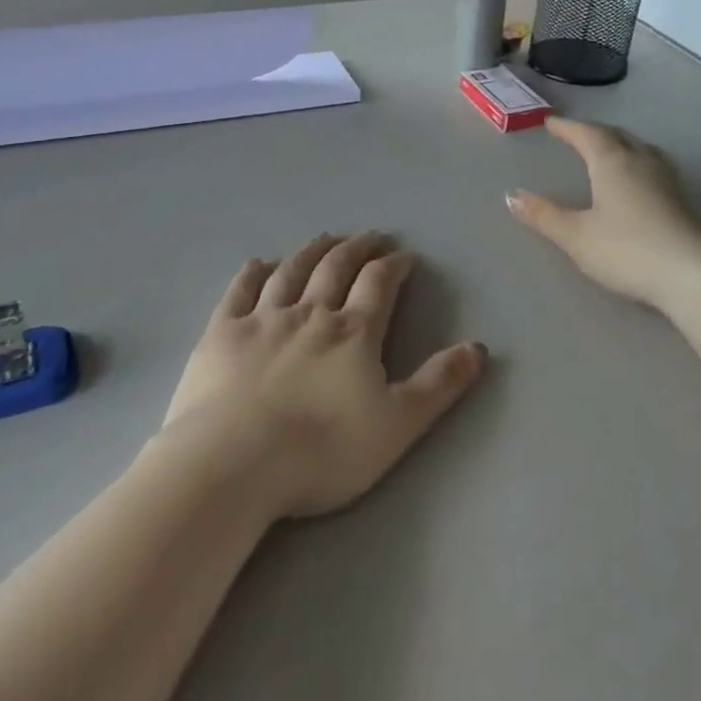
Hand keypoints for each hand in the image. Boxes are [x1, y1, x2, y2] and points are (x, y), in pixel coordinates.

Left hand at [163, 233, 485, 519]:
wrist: (233, 464)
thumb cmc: (321, 451)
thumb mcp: (397, 426)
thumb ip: (439, 385)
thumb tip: (479, 348)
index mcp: (353, 333)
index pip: (379, 284)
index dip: (394, 266)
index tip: (405, 255)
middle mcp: (310, 313)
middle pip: (336, 267)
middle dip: (358, 248)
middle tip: (370, 236)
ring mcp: (263, 319)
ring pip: (292, 271)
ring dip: (312, 251)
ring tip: (325, 238)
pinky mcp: (222, 333)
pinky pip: (240, 291)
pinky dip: (252, 273)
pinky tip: (259, 263)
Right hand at [507, 119, 700, 308]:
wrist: (693, 275)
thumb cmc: (627, 250)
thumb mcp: (577, 236)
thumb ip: (544, 215)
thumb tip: (512, 195)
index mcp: (612, 162)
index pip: (587, 134)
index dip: (568, 128)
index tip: (552, 123)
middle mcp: (641, 162)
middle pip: (617, 136)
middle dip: (595, 132)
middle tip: (577, 134)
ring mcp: (667, 180)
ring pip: (641, 148)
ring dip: (621, 144)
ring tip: (610, 149)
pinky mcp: (682, 200)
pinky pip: (655, 166)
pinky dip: (638, 162)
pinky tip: (640, 179)